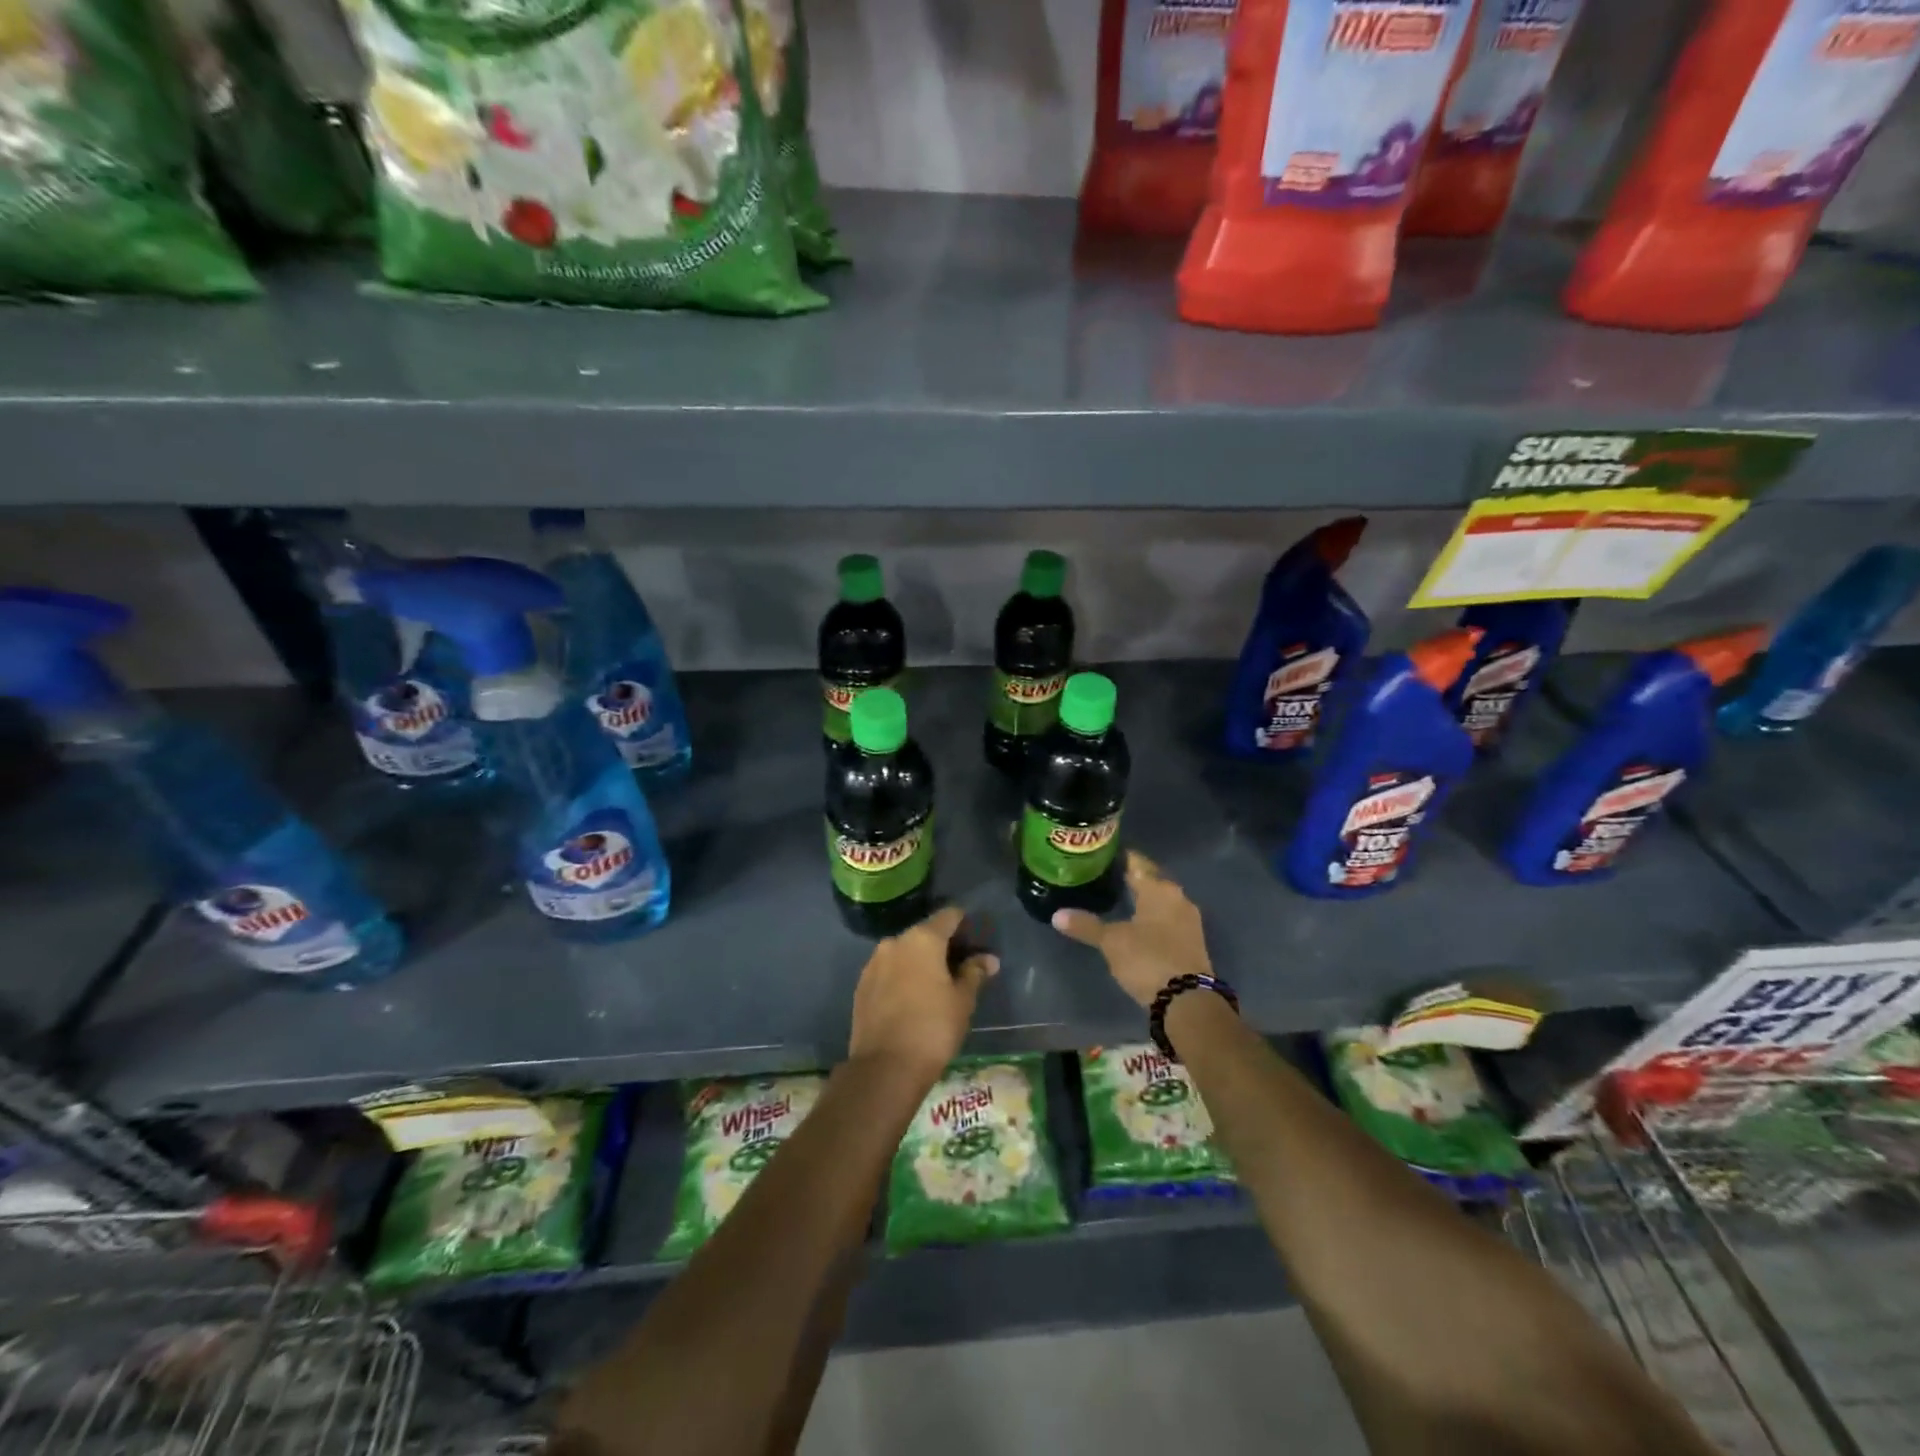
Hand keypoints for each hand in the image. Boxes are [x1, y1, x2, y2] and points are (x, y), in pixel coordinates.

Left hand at [848, 905, 997, 1081]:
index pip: (949, 916)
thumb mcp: (963, 1000)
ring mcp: (874, 963)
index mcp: (922, 939)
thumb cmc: (933, 1028)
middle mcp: (895, 942)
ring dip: (921, 962)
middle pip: (925, 933)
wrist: (884, 1068)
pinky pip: (889, 971)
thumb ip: (975, 973)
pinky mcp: (862, 985)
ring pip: (904, 953)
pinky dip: (902, 977)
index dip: (965, 924)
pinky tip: (912, 999)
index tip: (976, 941)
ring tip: (936, 987)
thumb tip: (988, 959)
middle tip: (961, 968)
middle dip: (943, 946)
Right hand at [1051, 852, 1210, 1007]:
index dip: (1119, 857)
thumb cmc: (1148, 959)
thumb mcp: (1111, 942)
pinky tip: (1136, 922)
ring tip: (1117, 898)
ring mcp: (1188, 920)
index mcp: (1159, 888)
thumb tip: (1057, 915)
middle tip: (1104, 875)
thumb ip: (1086, 925)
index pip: (1137, 863)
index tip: (1101, 854)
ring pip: (1161, 900)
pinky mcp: (1191, 941)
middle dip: (1131, 877)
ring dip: (1143, 898)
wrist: (1188, 1001)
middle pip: (1151, 879)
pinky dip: (1152, 916)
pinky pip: (1167, 918)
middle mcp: (1178, 897)